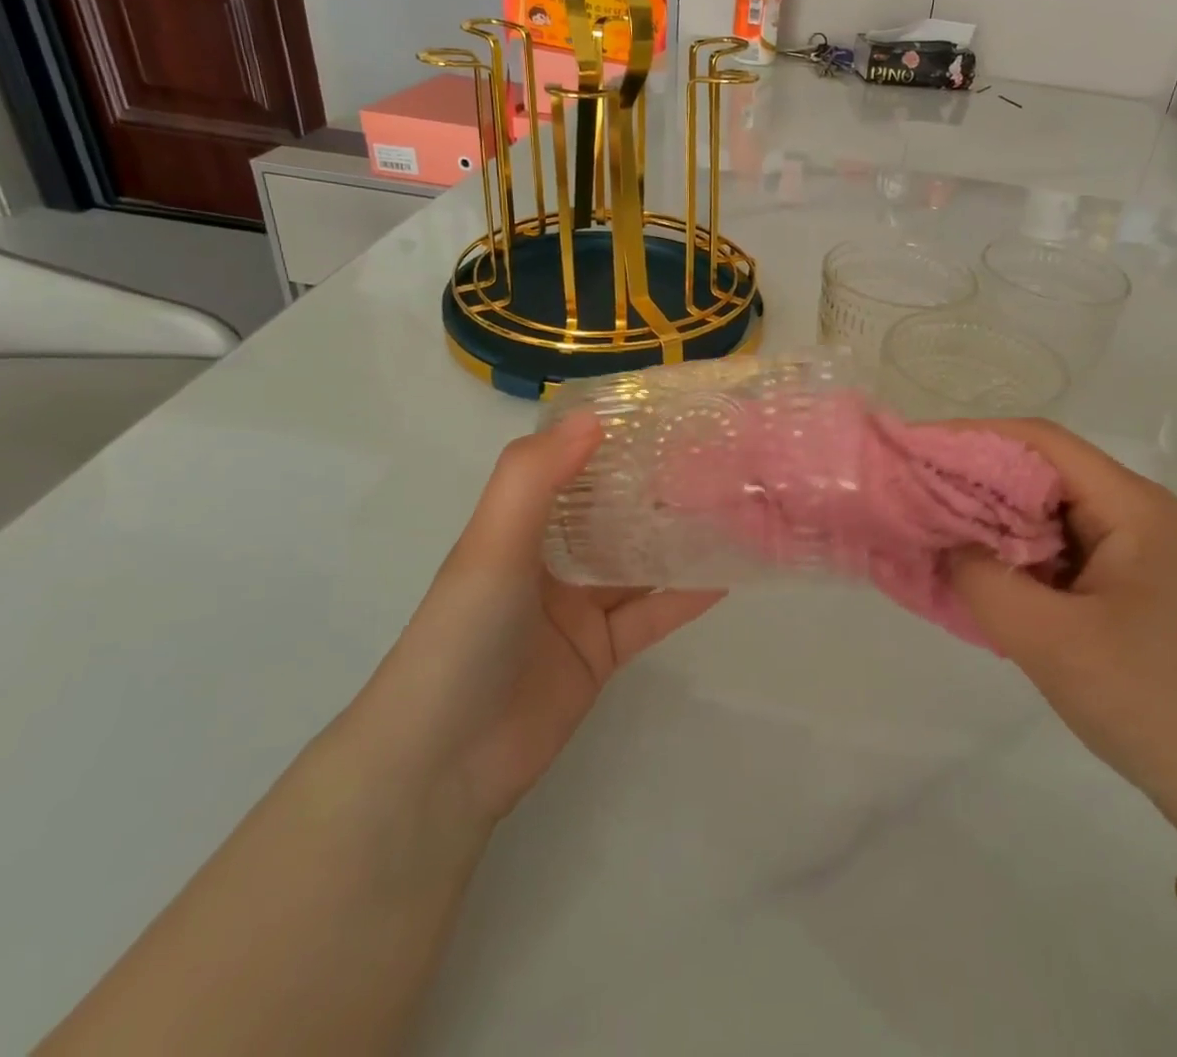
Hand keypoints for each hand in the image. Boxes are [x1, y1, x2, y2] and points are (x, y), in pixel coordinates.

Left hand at [346, 414, 723, 830]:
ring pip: (639, 562)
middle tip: (718, 458)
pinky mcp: (602, 653)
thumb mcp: (491, 544)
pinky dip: (687, 595)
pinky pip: (652, 614)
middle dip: (659, 488)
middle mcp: (551, 560)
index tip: (665, 413)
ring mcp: (579, 609)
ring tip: (733, 508)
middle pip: (614, 514)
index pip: (572, 468)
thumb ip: (534, 476)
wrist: (443, 762)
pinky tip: (729, 573)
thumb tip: (592, 416)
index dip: (613, 440)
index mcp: (520, 526)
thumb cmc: (463, 635)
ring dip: (680, 538)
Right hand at [947, 419, 1176, 861]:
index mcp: (1129, 505)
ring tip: (931, 527)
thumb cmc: (1149, 700)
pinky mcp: (1121, 583)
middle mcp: (1131, 511)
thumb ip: (982, 579)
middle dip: (973, 477)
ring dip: (989, 518)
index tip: (915, 450)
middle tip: (912, 491)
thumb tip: (941, 539)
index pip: (1039, 442)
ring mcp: (1129, 548)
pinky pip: (1054, 548)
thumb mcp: (1049, 640)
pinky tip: (974, 570)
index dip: (972, 437)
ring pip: (1043, 511)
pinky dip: (1010, 552)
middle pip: (1040, 471)